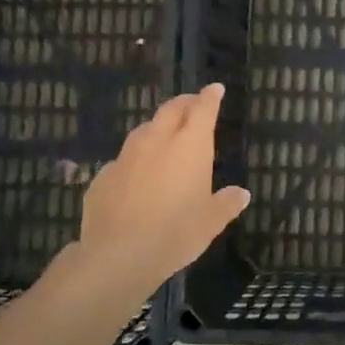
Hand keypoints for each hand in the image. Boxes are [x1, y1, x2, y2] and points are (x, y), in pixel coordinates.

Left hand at [69, 84, 250, 297]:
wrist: (118, 255)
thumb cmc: (176, 233)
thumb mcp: (211, 222)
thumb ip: (226, 203)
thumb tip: (241, 194)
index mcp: (190, 146)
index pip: (203, 109)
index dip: (210, 96)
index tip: (215, 88)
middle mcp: (157, 141)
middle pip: (171, 110)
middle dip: (184, 103)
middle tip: (193, 104)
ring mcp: (126, 156)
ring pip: (144, 130)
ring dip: (157, 127)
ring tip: (164, 136)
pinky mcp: (103, 176)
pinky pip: (123, 160)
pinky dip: (135, 160)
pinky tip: (136, 176)